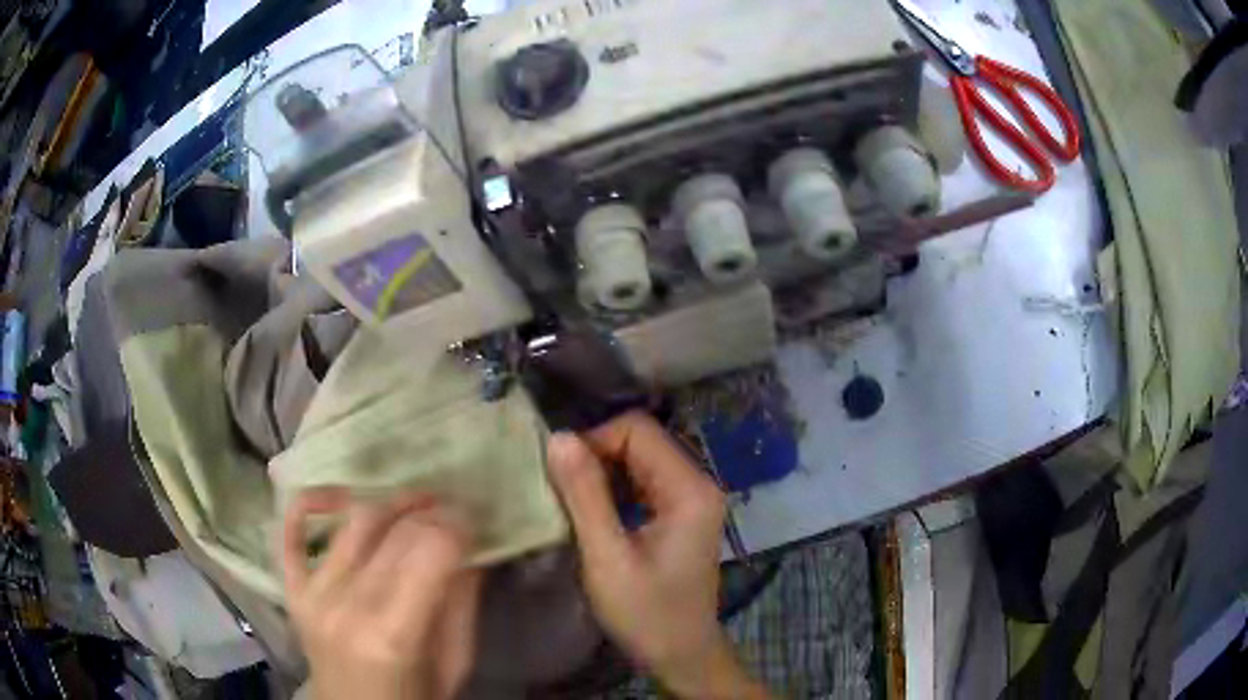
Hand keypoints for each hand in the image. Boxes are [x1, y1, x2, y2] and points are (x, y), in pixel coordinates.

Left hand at [281, 490, 480, 699]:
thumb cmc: (415, 698)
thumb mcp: (454, 664)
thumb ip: (461, 604)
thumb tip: (471, 549)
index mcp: (393, 633)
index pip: (429, 550)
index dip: (458, 524)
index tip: (474, 519)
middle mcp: (346, 605)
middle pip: (393, 530)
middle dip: (431, 511)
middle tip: (452, 509)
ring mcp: (313, 594)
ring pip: (353, 523)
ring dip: (389, 503)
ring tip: (415, 504)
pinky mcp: (293, 591)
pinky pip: (290, 536)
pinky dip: (310, 506)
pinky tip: (336, 495)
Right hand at [546, 412, 767, 698]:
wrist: (681, 655)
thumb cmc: (646, 614)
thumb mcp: (607, 558)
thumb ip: (584, 496)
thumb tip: (558, 437)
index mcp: (690, 489)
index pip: (637, 430)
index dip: (594, 441)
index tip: (561, 475)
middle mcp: (698, 483)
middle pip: (641, 441)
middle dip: (596, 456)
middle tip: (561, 491)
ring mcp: (692, 499)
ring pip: (640, 460)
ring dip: (602, 473)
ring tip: (572, 502)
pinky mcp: (682, 514)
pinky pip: (643, 482)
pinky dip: (614, 489)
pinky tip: (594, 514)